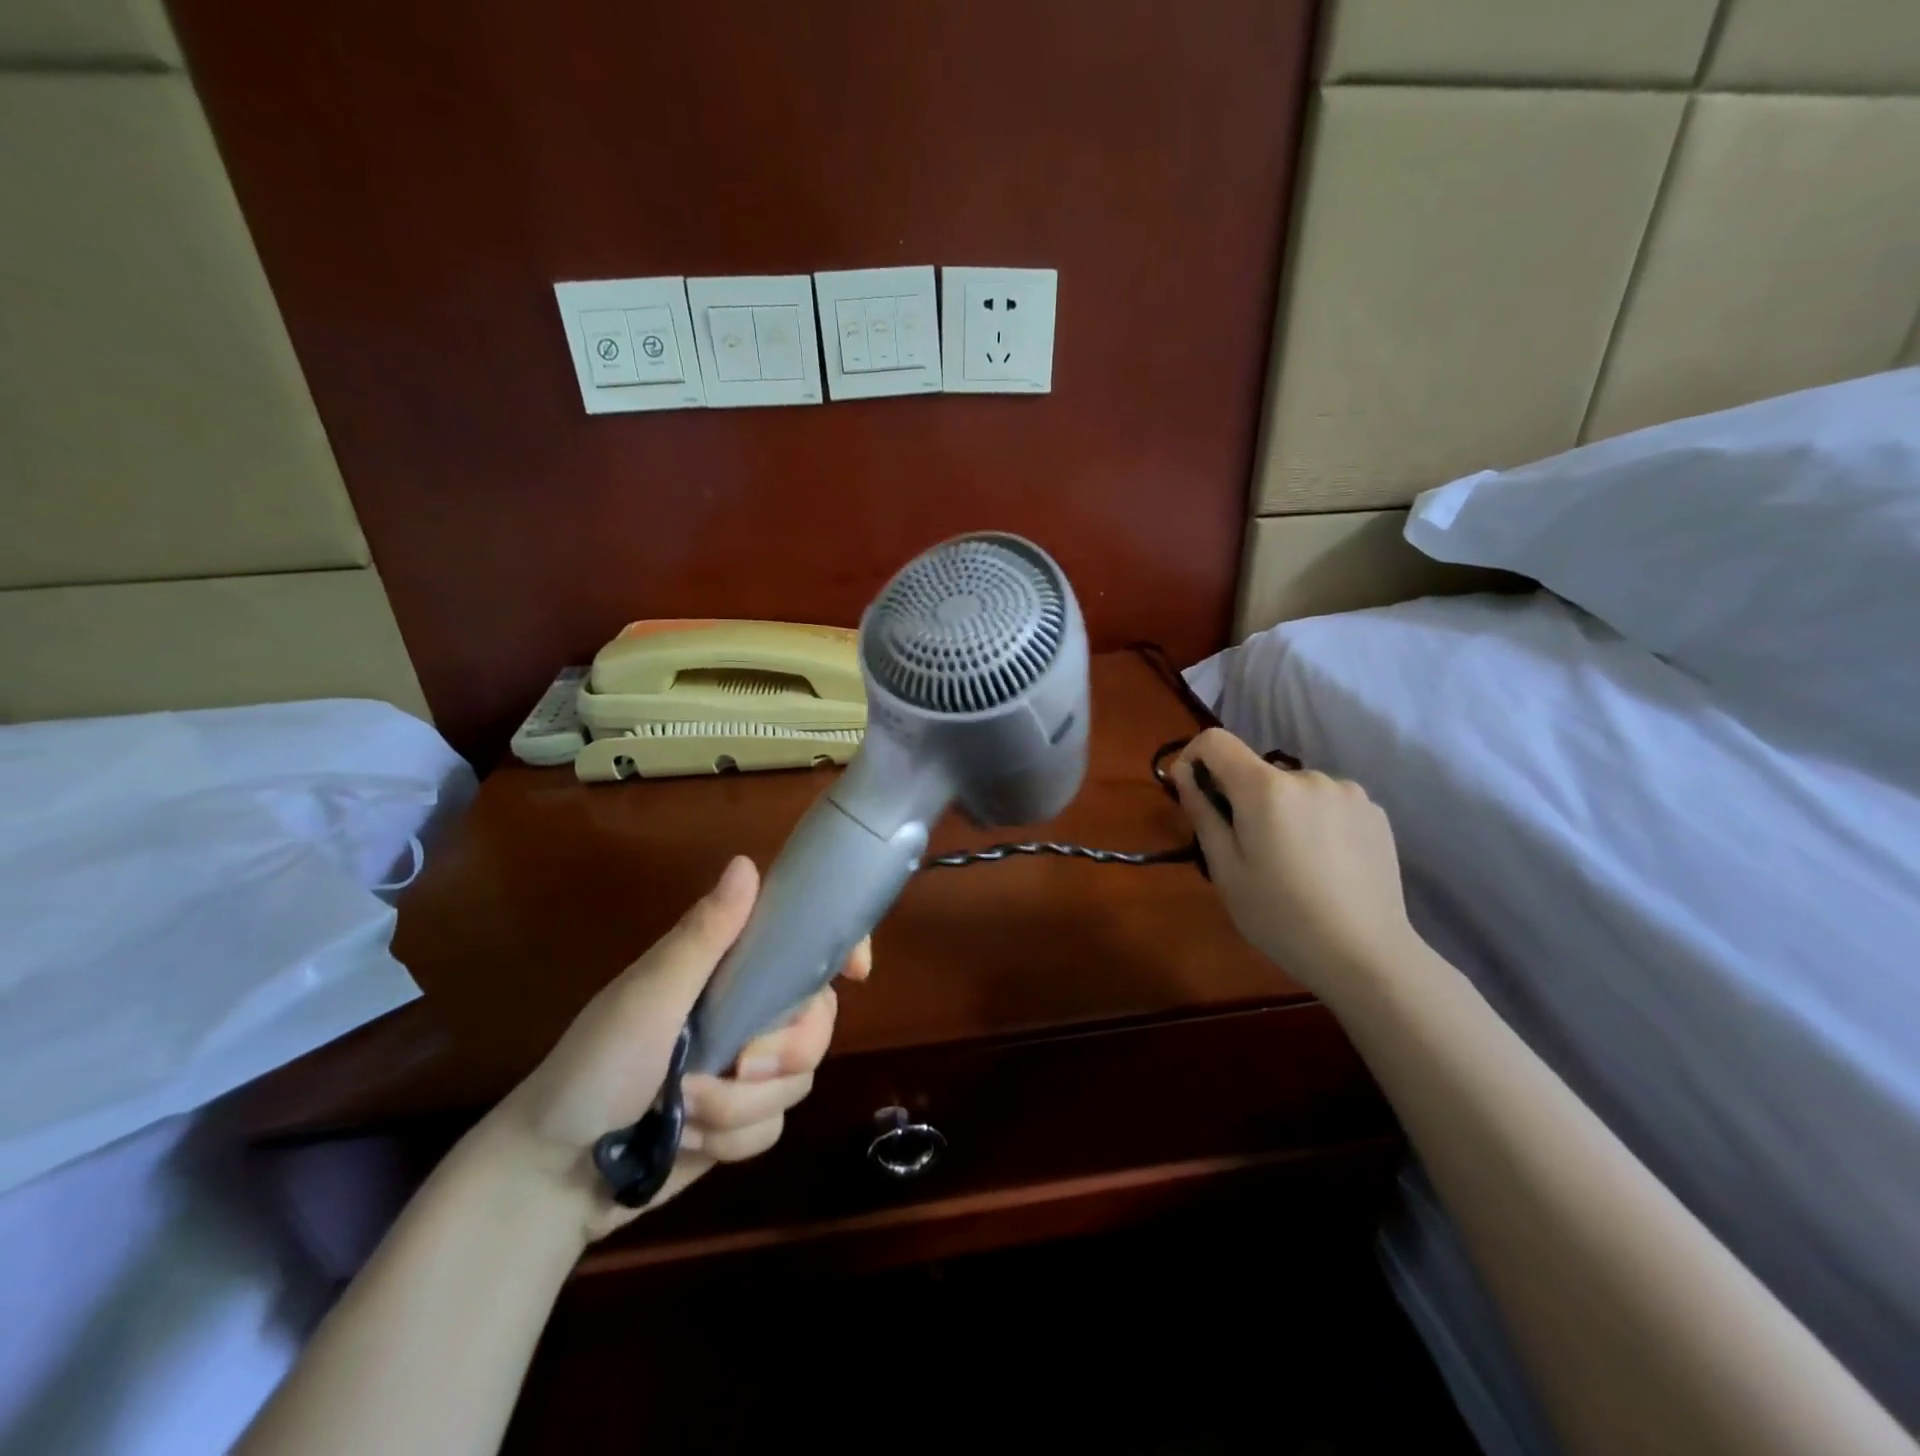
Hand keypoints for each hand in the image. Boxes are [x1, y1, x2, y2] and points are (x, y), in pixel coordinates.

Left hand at [478, 855, 868, 1241]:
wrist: (552, 1175)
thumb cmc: (595, 1067)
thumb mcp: (649, 997)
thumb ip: (703, 937)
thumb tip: (748, 862)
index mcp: (725, 970)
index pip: (798, 944)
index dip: (837, 949)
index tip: (857, 972)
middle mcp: (744, 1012)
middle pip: (817, 1021)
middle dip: (784, 1052)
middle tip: (742, 1065)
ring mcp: (744, 1069)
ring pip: (798, 1081)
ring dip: (740, 1108)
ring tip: (684, 1114)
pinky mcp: (740, 1121)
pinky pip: (774, 1128)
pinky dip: (732, 1140)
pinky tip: (687, 1144)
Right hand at [1171, 727, 1412, 995]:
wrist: (1366, 955)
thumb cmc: (1280, 916)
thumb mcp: (1225, 869)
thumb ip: (1202, 813)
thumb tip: (1184, 774)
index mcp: (1265, 788)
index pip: (1216, 741)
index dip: (1193, 757)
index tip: (1190, 790)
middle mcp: (1307, 776)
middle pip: (1256, 771)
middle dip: (1240, 797)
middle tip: (1244, 848)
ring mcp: (1348, 791)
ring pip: (1293, 789)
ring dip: (1280, 809)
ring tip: (1289, 860)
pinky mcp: (1375, 811)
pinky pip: (1327, 803)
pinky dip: (1314, 820)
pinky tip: (1323, 863)